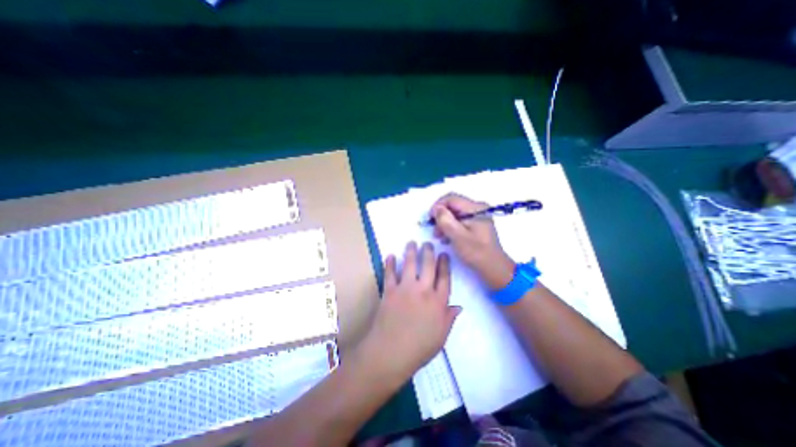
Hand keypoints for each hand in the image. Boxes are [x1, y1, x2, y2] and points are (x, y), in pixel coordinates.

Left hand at [360, 241, 464, 380]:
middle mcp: (423, 290)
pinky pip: (389, 273)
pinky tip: (390, 255)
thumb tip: (458, 306)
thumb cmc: (419, 348)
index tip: (444, 254)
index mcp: (438, 302)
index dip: (444, 264)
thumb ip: (449, 318)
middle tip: (428, 243)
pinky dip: (389, 263)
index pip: (444, 277)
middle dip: (429, 252)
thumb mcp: (440, 337)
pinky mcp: (389, 291)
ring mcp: (405, 289)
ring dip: (411, 251)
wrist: (390, 353)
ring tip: (412, 242)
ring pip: (409, 264)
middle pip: (428, 266)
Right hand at [433, 193, 513, 288]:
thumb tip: (436, 208)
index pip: (451, 198)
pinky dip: (452, 226)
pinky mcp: (477, 223)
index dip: (437, 206)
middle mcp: (478, 208)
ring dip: (445, 223)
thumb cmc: (476, 252)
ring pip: (455, 213)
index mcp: (475, 208)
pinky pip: (460, 220)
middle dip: (441, 216)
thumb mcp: (458, 236)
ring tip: (440, 236)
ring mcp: (478, 215)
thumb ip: (445, 220)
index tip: (430, 219)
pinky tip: (448, 238)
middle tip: (435, 231)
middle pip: (453, 205)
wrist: (494, 267)